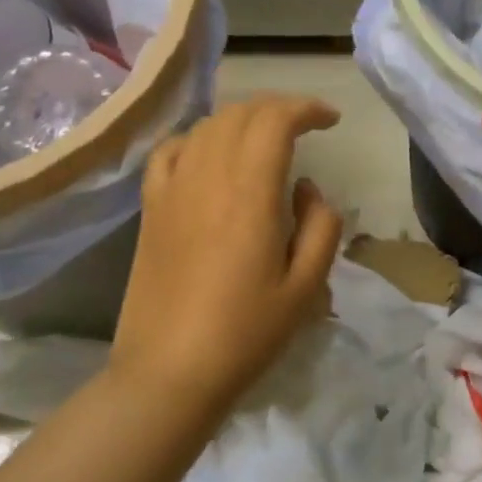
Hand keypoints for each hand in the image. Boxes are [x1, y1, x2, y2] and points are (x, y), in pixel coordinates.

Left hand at [110, 95, 343, 434]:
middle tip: (305, 126)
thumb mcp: (307, 286)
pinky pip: (171, 151)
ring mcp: (172, 191)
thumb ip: (321, 226)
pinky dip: (198, 139)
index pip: (275, 120)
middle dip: (278, 109)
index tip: (331, 120)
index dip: (306, 108)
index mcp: (250, 194)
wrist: (169, 373)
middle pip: (240, 114)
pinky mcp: (150, 209)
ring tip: (265, 138)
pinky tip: (210, 156)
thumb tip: (307, 189)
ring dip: (242, 120)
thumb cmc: (246, 334)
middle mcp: (207, 178)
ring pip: (206, 127)